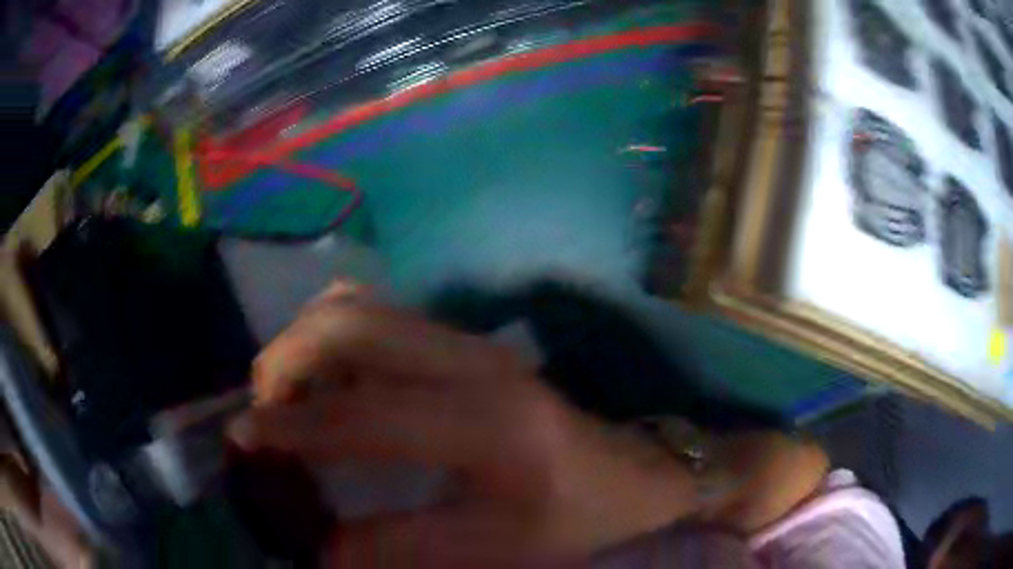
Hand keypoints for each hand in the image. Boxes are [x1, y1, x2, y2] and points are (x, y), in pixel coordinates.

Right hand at [229, 282, 703, 565]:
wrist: (632, 476)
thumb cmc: (578, 520)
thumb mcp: (496, 550)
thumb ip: (400, 547)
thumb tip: (318, 550)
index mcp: (487, 421)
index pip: (362, 414)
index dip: (291, 426)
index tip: (243, 436)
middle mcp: (475, 362)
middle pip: (351, 326)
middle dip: (287, 357)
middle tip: (263, 407)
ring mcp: (473, 343)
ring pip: (363, 307)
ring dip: (308, 341)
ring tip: (288, 393)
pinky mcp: (469, 344)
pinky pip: (381, 316)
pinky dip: (337, 337)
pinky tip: (332, 381)